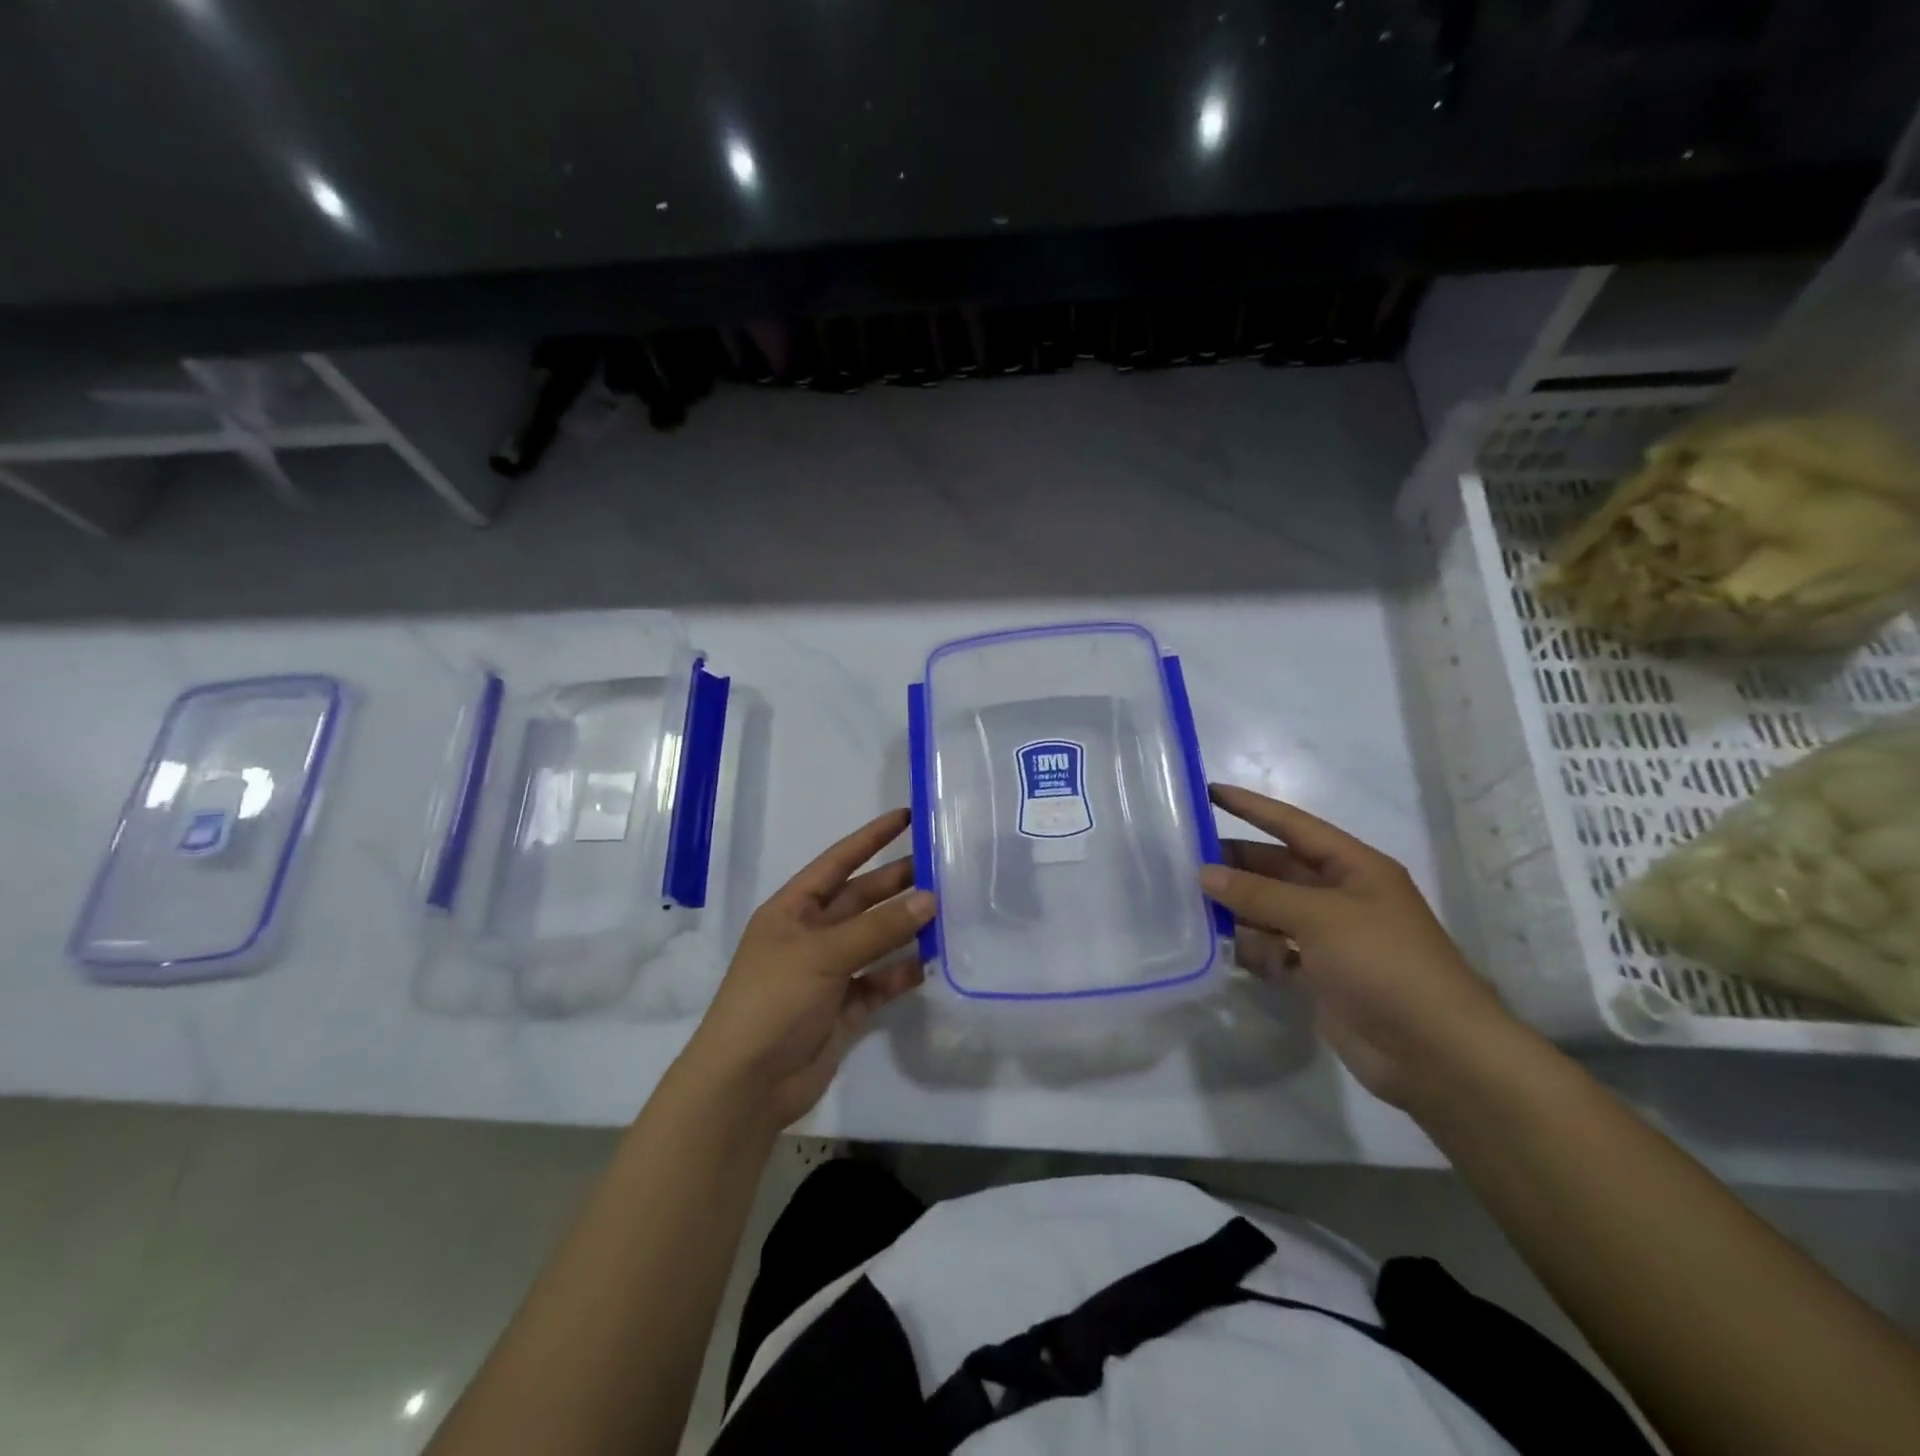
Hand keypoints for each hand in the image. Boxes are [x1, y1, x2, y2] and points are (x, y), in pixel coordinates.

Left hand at [679, 808, 935, 1132]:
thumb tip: (930, 899)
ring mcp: (828, 972)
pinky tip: (931, 963)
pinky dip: (902, 972)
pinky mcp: (844, 1008)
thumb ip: (878, 928)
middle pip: (861, 899)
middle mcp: (811, 934)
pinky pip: (880, 981)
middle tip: (943, 866)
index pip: (838, 862)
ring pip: (875, 940)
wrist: (747, 1084)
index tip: (907, 816)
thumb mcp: (822, 954)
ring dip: (906, 928)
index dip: (871, 838)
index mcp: (793, 909)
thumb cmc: (773, 1000)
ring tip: (947, 911)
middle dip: (897, 882)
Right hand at [1200, 783, 1520, 1106]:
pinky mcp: (1318, 975)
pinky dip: (1250, 948)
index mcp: (1354, 868)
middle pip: (1277, 868)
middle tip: (1183, 857)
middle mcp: (1340, 896)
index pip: (1293, 825)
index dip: (1252, 808)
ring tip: (1189, 900)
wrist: (1434, 1051)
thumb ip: (1258, 893)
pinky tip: (1221, 947)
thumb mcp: (1320, 916)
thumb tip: (1204, 873)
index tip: (1208, 792)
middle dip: (1235, 862)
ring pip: (1270, 910)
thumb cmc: (1384, 963)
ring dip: (1236, 907)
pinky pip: (1273, 950)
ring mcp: (1329, 938)